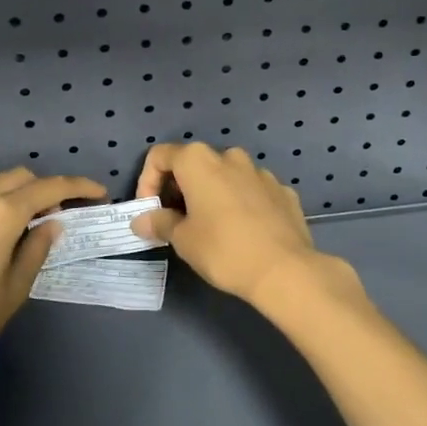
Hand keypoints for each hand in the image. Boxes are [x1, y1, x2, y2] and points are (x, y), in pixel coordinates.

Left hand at [0, 168, 104, 379]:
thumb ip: (37, 248)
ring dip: (9, 192)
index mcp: (0, 214)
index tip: (98, 192)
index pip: (49, 188)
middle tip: (56, 214)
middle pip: (17, 177)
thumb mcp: (15, 289)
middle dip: (42, 188)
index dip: (78, 186)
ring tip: (17, 220)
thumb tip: (51, 223)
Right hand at [131, 143, 331, 306]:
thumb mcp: (183, 240)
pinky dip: (241, 203)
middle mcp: (230, 157)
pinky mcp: (283, 190)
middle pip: (195, 163)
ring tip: (212, 227)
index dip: (147, 181)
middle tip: (177, 221)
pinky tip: (244, 231)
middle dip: (180, 188)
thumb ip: (159, 223)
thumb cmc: (223, 250)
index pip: (160, 156)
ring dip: (213, 194)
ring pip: (227, 176)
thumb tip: (142, 220)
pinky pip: (252, 191)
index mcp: (199, 161)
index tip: (151, 211)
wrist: (284, 269)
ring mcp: (260, 172)